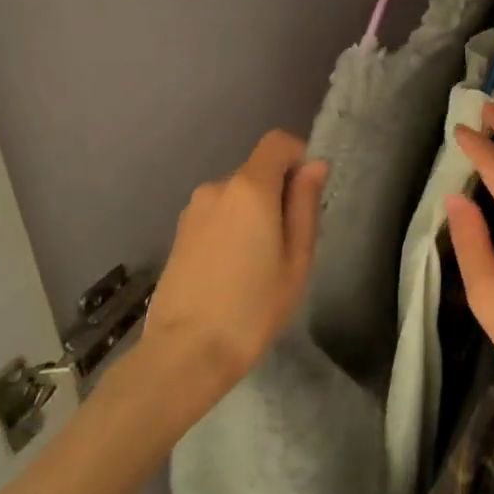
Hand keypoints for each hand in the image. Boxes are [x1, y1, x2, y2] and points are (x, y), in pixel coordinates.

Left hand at [141, 129, 326, 408]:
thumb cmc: (253, 307)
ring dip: (253, 214)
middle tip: (288, 244)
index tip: (308, 194)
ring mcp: (193, 209)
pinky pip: (217, 215)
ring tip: (258, 265)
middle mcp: (217, 186)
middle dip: (277, 194)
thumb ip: (305, 205)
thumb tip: (314, 165)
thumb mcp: (296, 260)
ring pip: (236, 196)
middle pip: (257, 171)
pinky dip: (231, 228)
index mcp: (250, 187)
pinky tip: (232, 271)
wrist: (186, 351)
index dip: (298, 156)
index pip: (277, 142)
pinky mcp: (179, 232)